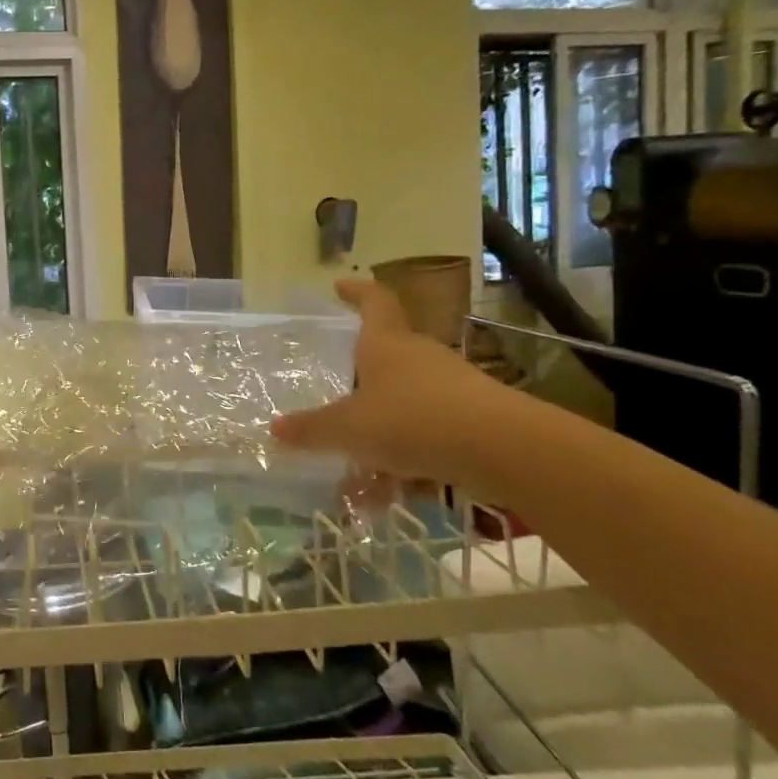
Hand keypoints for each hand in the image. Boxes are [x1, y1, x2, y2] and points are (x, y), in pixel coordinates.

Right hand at [271, 279, 503, 485]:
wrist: (502, 449)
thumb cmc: (412, 420)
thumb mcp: (349, 428)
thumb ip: (313, 430)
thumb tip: (275, 428)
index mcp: (386, 343)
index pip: (373, 301)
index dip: (356, 291)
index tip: (339, 286)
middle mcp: (419, 356)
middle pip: (388, 353)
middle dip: (361, 374)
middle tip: (336, 395)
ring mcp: (451, 386)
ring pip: (405, 400)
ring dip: (381, 428)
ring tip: (358, 469)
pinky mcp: (473, 417)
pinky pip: (428, 431)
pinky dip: (408, 457)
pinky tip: (394, 492)